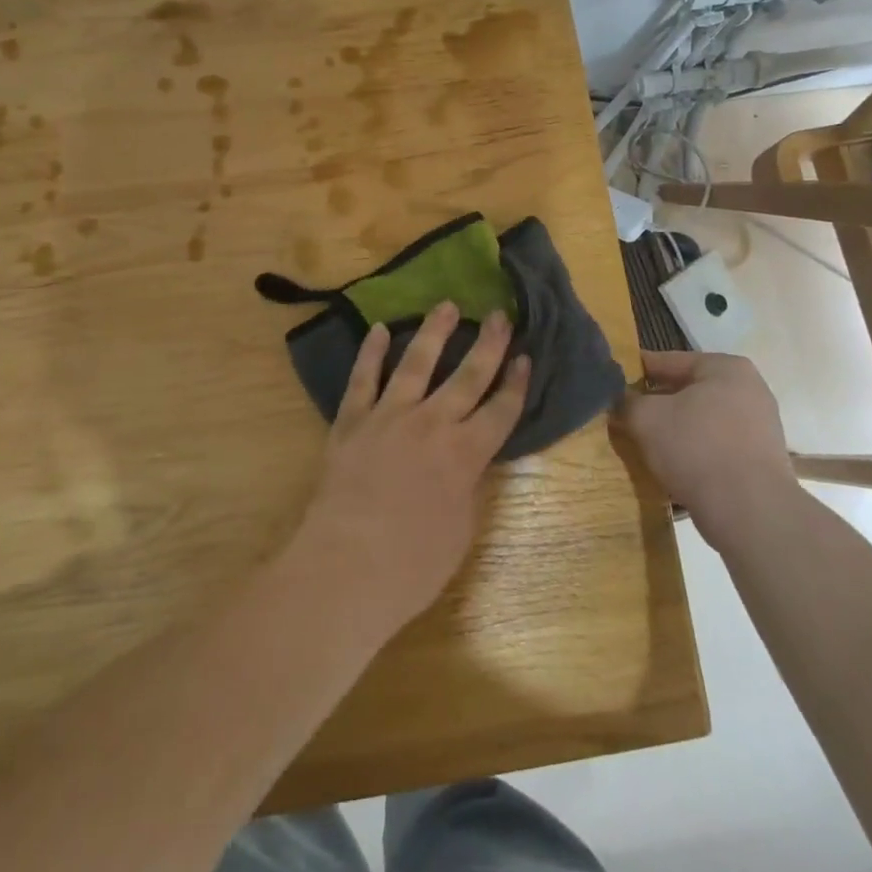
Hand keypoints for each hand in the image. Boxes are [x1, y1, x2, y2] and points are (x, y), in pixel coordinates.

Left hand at [287, 303, 530, 640]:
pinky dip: (371, 352)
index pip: (501, 410)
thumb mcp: (460, 531)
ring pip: (416, 363)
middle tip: (498, 314)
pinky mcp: (352, 421)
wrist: (346, 566)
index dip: (517, 384)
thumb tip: (470, 462)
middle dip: (488, 344)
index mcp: (465, 454)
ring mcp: (389, 416)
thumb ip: (468, 487)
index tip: (526, 357)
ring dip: (434, 332)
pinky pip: (363, 378)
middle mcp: (432, 423)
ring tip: (445, 306)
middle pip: (467, 376)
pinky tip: (379, 329)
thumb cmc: (412, 565)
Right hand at [617, 350, 793, 545]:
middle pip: (687, 391)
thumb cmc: (697, 448)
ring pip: (700, 421)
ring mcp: (759, 427)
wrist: (750, 512)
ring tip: (643, 442)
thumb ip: (626, 401)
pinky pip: (715, 446)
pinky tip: (670, 466)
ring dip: (673, 429)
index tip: (611, 382)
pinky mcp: (760, 461)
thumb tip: (617, 399)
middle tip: (624, 415)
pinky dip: (692, 452)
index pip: (668, 361)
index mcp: (725, 368)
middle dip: (655, 404)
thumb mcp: (646, 418)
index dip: (635, 371)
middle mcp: (749, 390)